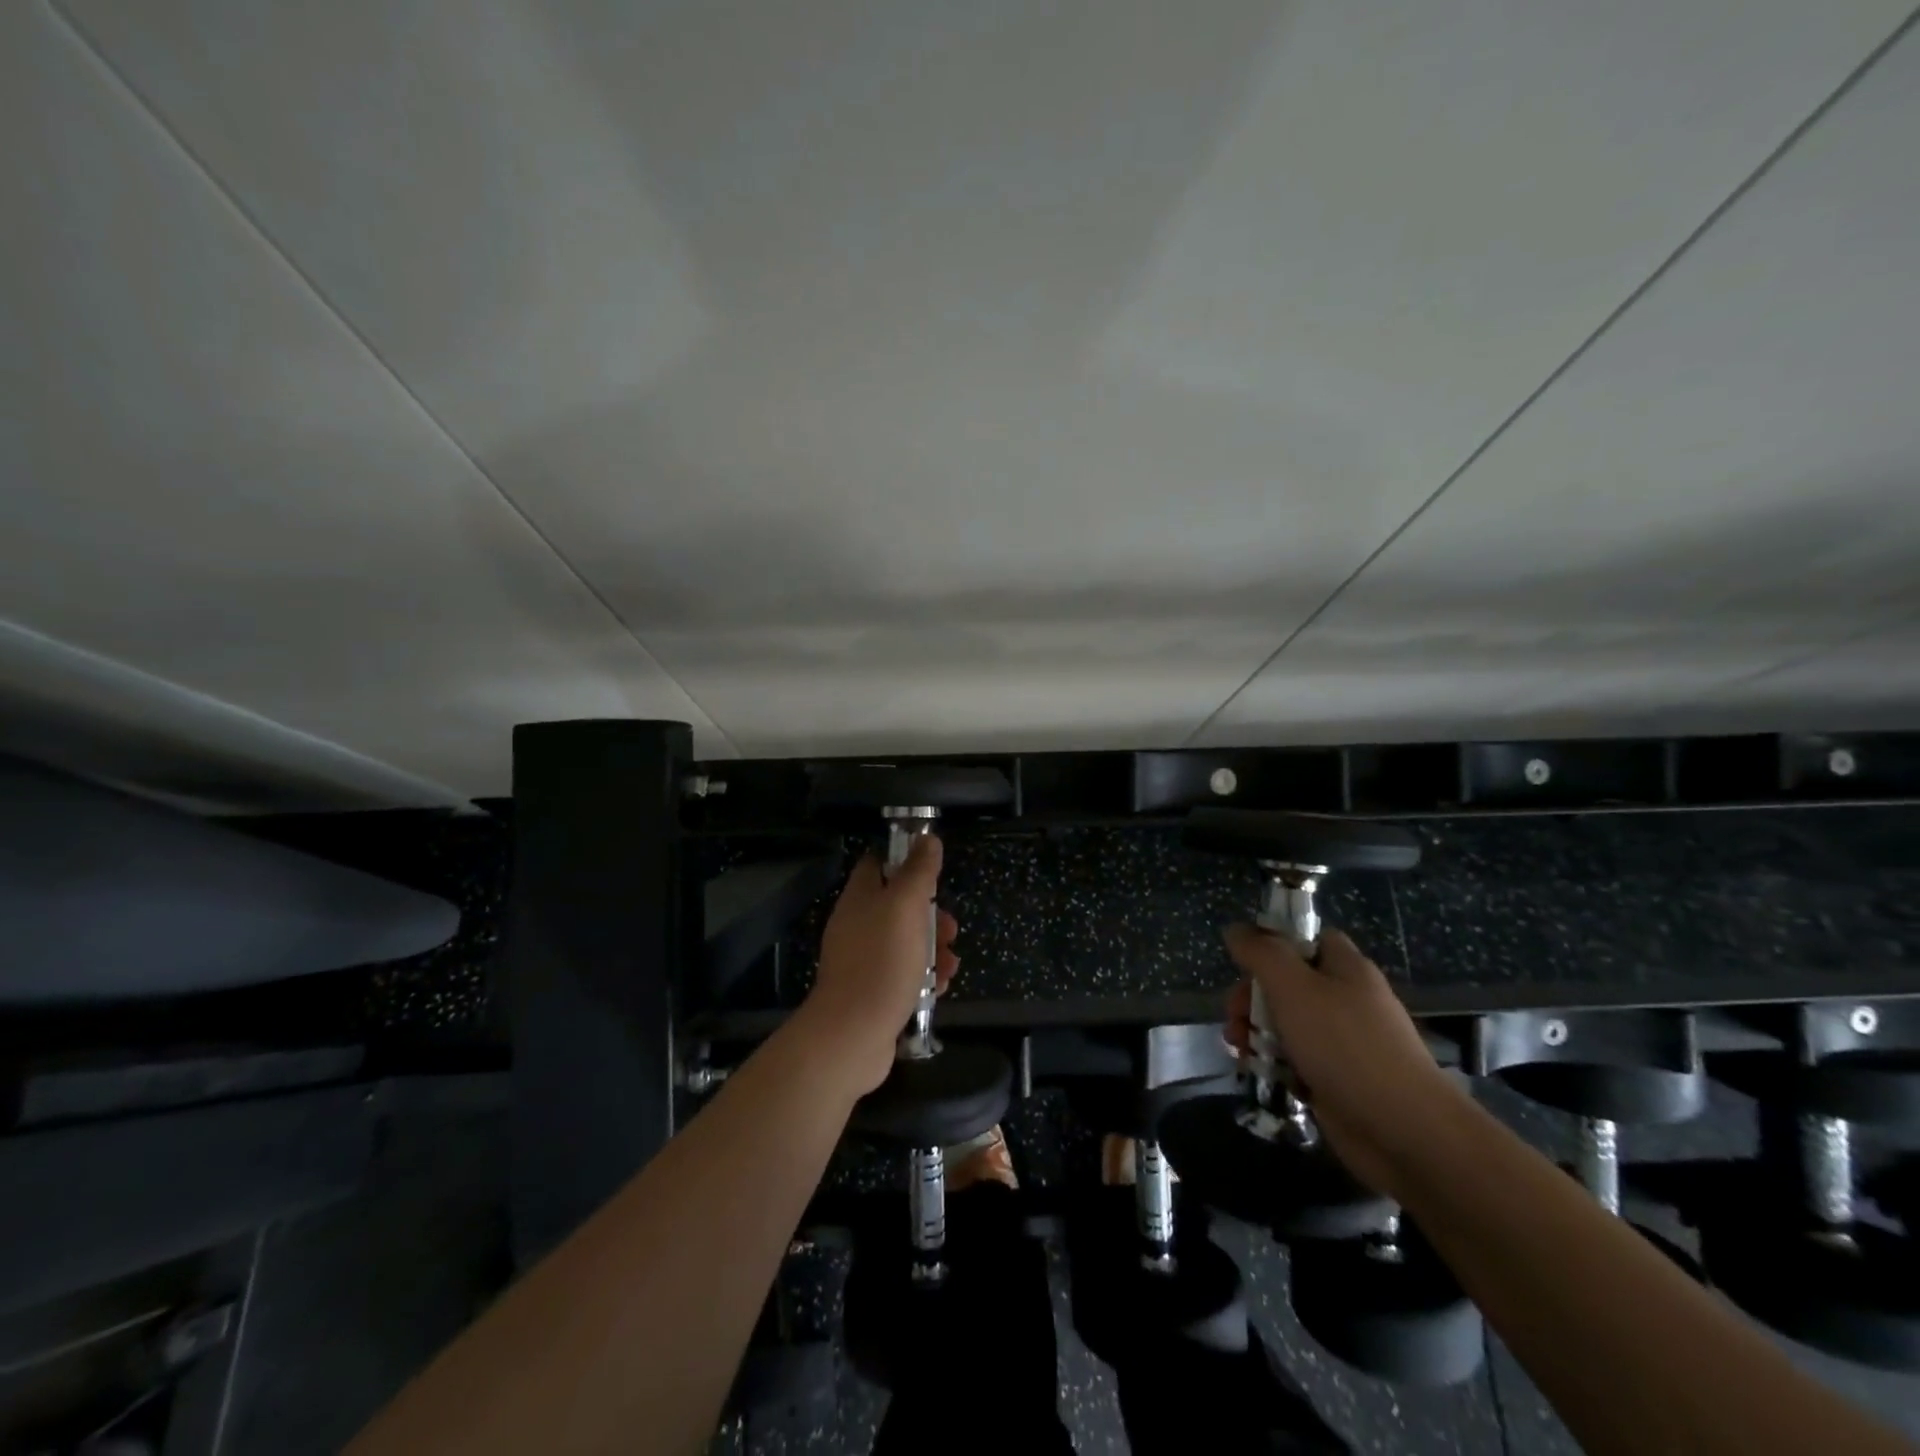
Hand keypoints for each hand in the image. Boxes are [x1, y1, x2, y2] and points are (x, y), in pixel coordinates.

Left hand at [798, 835, 957, 1095]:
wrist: (852, 1035)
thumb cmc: (882, 962)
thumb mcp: (906, 907)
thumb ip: (918, 871)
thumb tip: (926, 838)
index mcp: (860, 898)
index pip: (878, 864)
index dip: (905, 860)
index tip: (933, 869)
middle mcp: (857, 924)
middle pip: (898, 906)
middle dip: (930, 914)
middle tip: (950, 928)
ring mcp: (862, 960)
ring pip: (905, 942)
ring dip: (933, 948)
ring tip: (951, 963)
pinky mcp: (872, 991)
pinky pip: (903, 974)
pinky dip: (924, 977)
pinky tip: (940, 987)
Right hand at [1224, 925, 1461, 1199]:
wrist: (1403, 1132)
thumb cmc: (1345, 1046)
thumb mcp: (1293, 987)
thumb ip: (1261, 953)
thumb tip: (1235, 929)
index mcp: (1345, 968)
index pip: (1307, 939)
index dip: (1273, 944)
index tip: (1244, 962)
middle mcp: (1346, 1000)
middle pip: (1287, 983)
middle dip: (1251, 996)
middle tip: (1234, 1016)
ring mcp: (1342, 1043)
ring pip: (1286, 1023)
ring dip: (1254, 1031)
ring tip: (1239, 1048)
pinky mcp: (1335, 1079)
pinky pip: (1294, 1060)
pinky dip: (1272, 1063)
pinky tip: (1256, 1071)